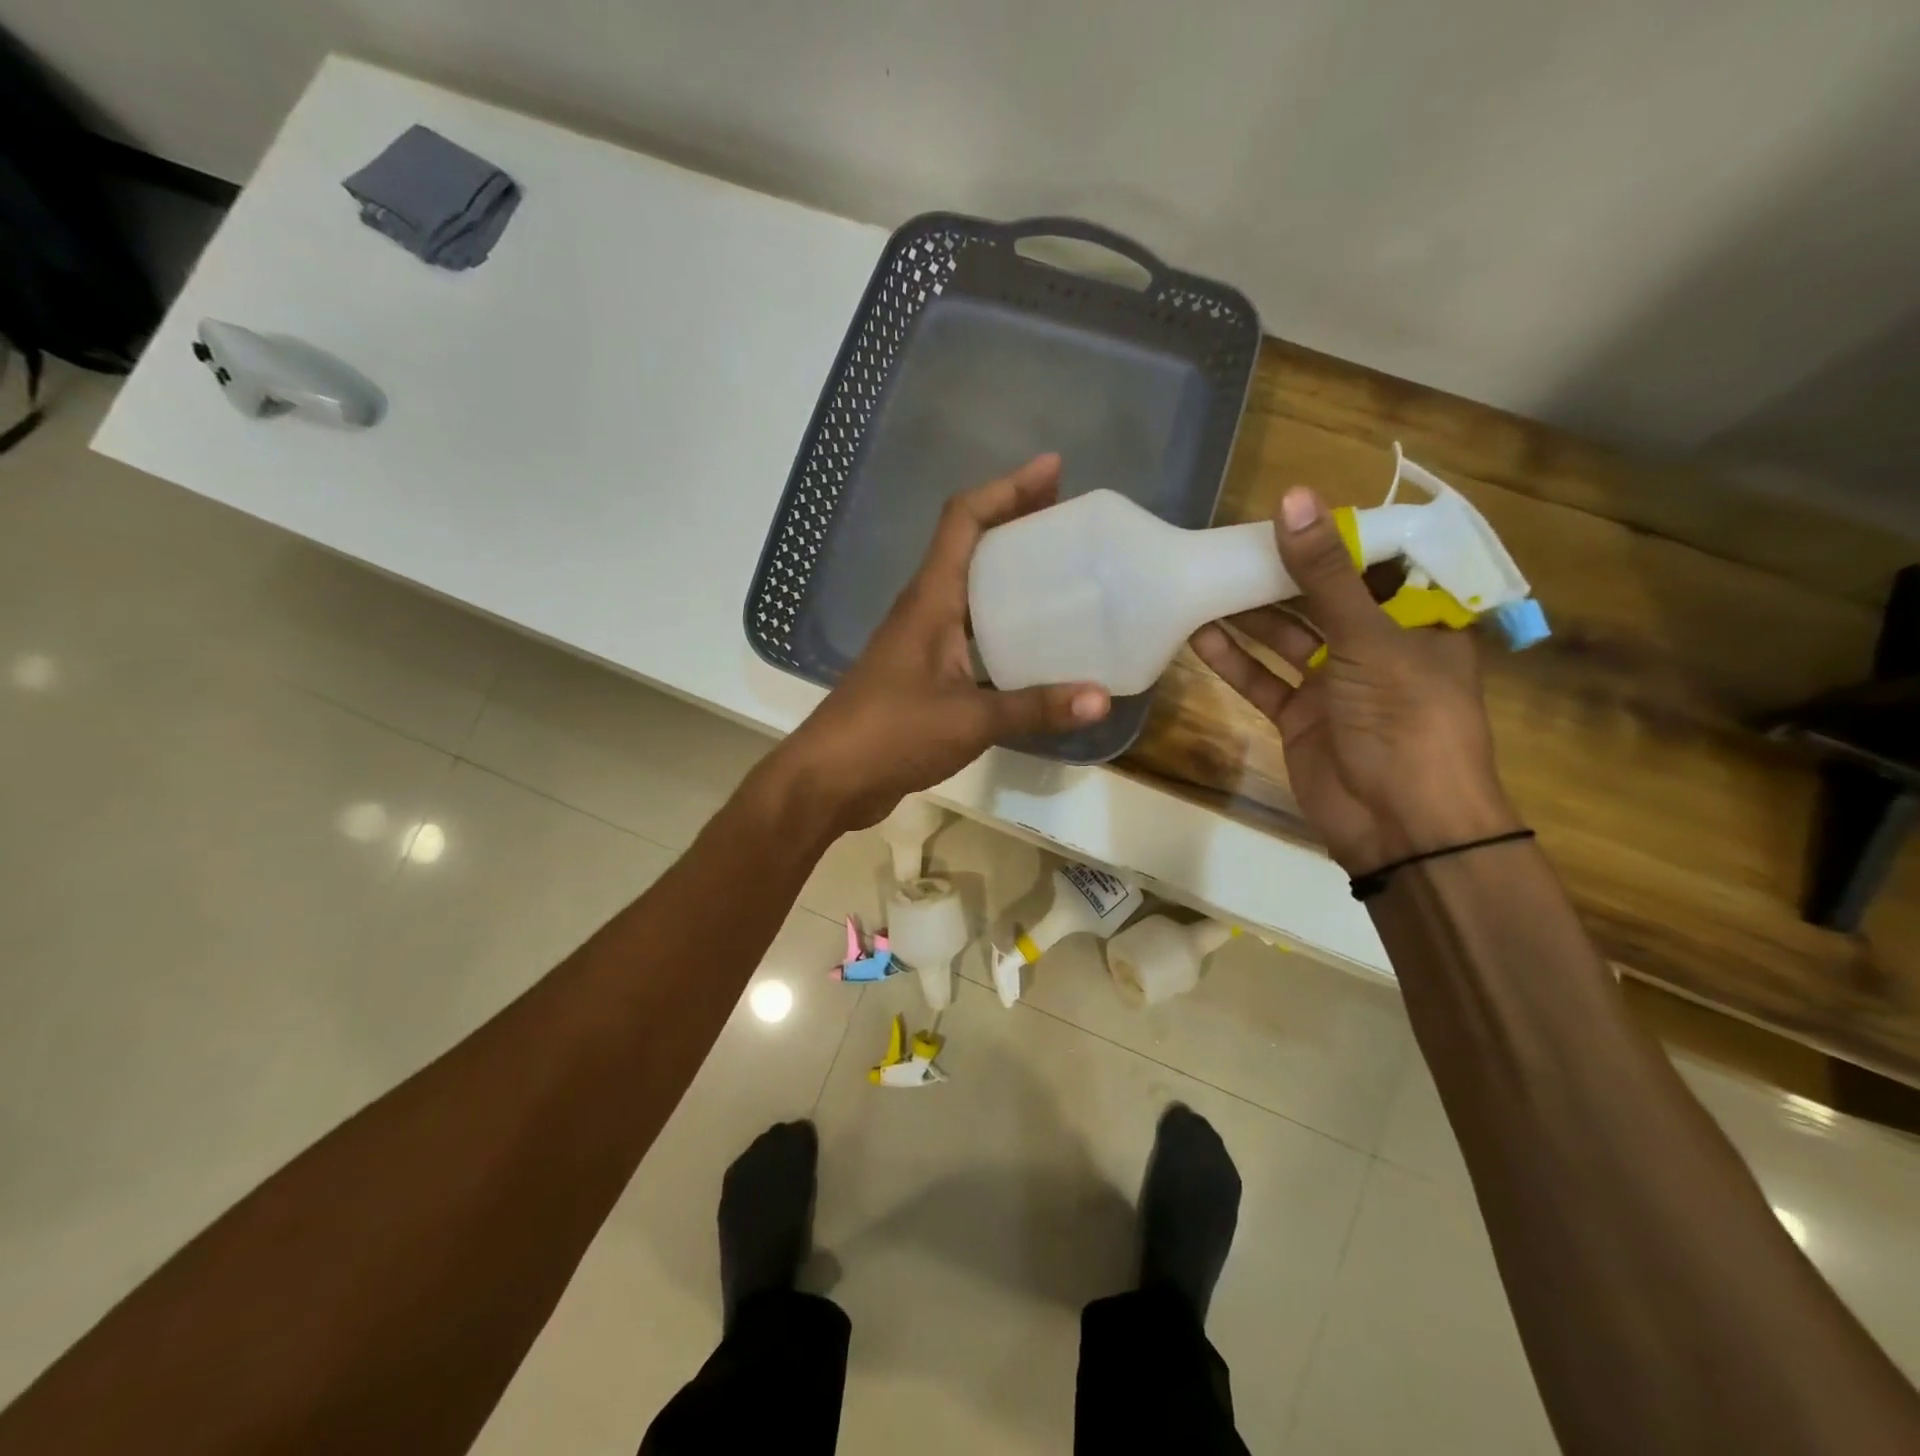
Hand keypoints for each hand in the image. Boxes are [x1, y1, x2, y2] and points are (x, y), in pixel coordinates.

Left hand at [774, 454, 1110, 831]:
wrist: (830, 777)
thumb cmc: (891, 734)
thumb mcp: (970, 720)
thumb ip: (1035, 708)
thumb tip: (1100, 699)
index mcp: (930, 600)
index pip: (963, 519)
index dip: (1007, 488)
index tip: (1054, 470)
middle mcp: (923, 609)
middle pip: (970, 545)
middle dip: (1016, 522)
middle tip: (1068, 521)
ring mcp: (920, 642)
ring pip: (969, 589)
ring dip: (1008, 574)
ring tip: (1061, 575)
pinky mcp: (922, 673)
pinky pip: (968, 631)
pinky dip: (1001, 625)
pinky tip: (1033, 646)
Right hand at [1190, 487, 1516, 873]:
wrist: (1400, 825)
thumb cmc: (1405, 720)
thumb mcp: (1368, 639)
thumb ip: (1325, 575)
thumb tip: (1293, 499)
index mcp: (1414, 621)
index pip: (1375, 564)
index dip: (1334, 538)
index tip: (1288, 511)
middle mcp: (1375, 647)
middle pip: (1321, 599)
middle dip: (1279, 575)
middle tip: (1229, 544)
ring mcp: (1333, 685)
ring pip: (1286, 639)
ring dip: (1248, 615)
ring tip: (1204, 581)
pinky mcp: (1299, 717)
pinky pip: (1262, 679)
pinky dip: (1233, 660)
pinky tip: (1199, 635)